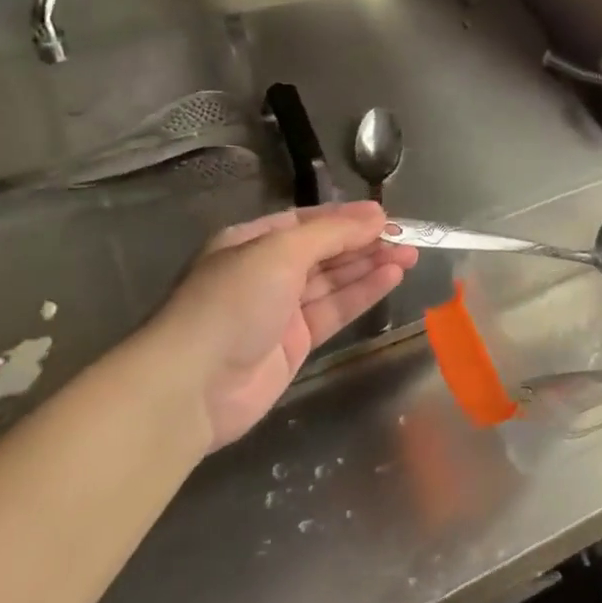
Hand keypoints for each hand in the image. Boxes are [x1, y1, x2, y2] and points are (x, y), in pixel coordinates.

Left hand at [145, 202, 417, 449]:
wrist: (191, 387)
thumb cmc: (232, 301)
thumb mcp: (281, 251)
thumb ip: (332, 233)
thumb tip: (376, 215)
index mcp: (252, 241)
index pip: (308, 221)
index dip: (347, 217)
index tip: (386, 215)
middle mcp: (266, 271)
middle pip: (325, 250)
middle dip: (365, 242)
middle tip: (408, 237)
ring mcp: (280, 309)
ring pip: (334, 280)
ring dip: (370, 266)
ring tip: (410, 255)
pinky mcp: (295, 343)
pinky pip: (335, 310)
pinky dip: (362, 293)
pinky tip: (391, 278)